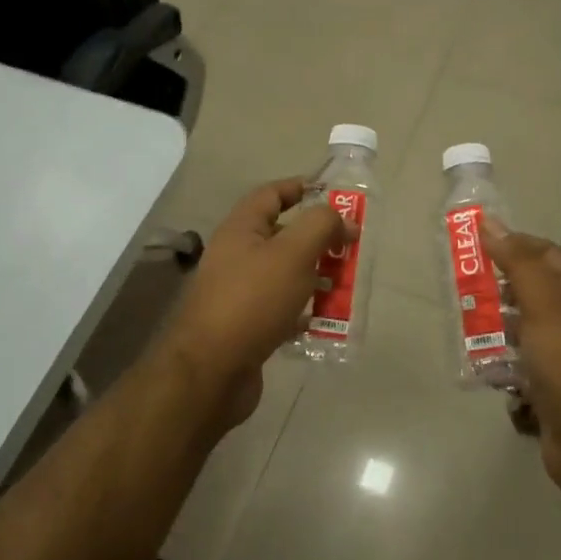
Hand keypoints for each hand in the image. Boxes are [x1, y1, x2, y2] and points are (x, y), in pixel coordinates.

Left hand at [156, 179, 346, 433]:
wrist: (211, 371)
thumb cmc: (253, 301)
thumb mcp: (293, 253)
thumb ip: (321, 226)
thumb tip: (342, 219)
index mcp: (241, 230)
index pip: (271, 194)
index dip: (300, 188)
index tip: (333, 194)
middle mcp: (236, 256)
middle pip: (281, 236)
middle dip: (317, 239)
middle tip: (349, 247)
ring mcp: (238, 293)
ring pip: (284, 274)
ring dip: (314, 277)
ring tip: (344, 286)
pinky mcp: (246, 326)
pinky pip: (280, 309)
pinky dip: (302, 312)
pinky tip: (323, 321)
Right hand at [483, 222, 560, 502]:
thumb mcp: (546, 308)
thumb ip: (520, 265)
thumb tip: (492, 223)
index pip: (546, 256)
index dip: (514, 244)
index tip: (476, 243)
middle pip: (532, 294)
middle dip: (499, 292)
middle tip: (463, 290)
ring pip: (522, 335)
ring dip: (496, 333)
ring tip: (468, 332)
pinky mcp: (550, 393)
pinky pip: (520, 372)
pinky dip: (504, 371)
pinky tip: (488, 375)